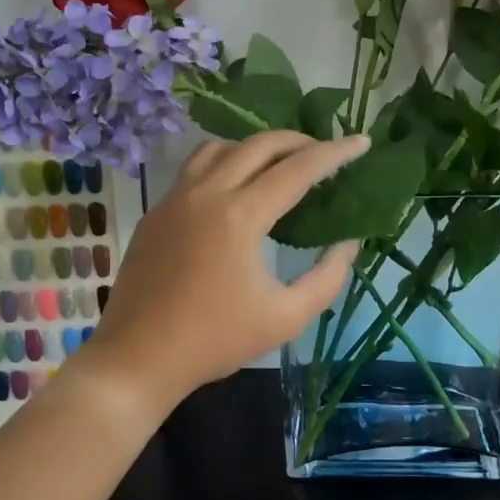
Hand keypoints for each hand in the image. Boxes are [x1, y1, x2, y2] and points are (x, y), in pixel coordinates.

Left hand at [83, 131, 368, 416]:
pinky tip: (235, 187)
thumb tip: (348, 242)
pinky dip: (225, 162)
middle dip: (299, 141)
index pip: (298, 169)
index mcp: (240, 216)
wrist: (137, 358)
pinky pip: (195, 168)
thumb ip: (327, 277)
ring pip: (221, 147)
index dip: (335, 153)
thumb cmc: (215, 341)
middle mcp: (206, 193)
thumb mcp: (285, 318)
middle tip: (325, 152)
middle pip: (259, 144)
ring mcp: (175, 198)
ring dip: (257, 146)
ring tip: (280, 163)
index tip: (362, 142)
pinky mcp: (157, 211)